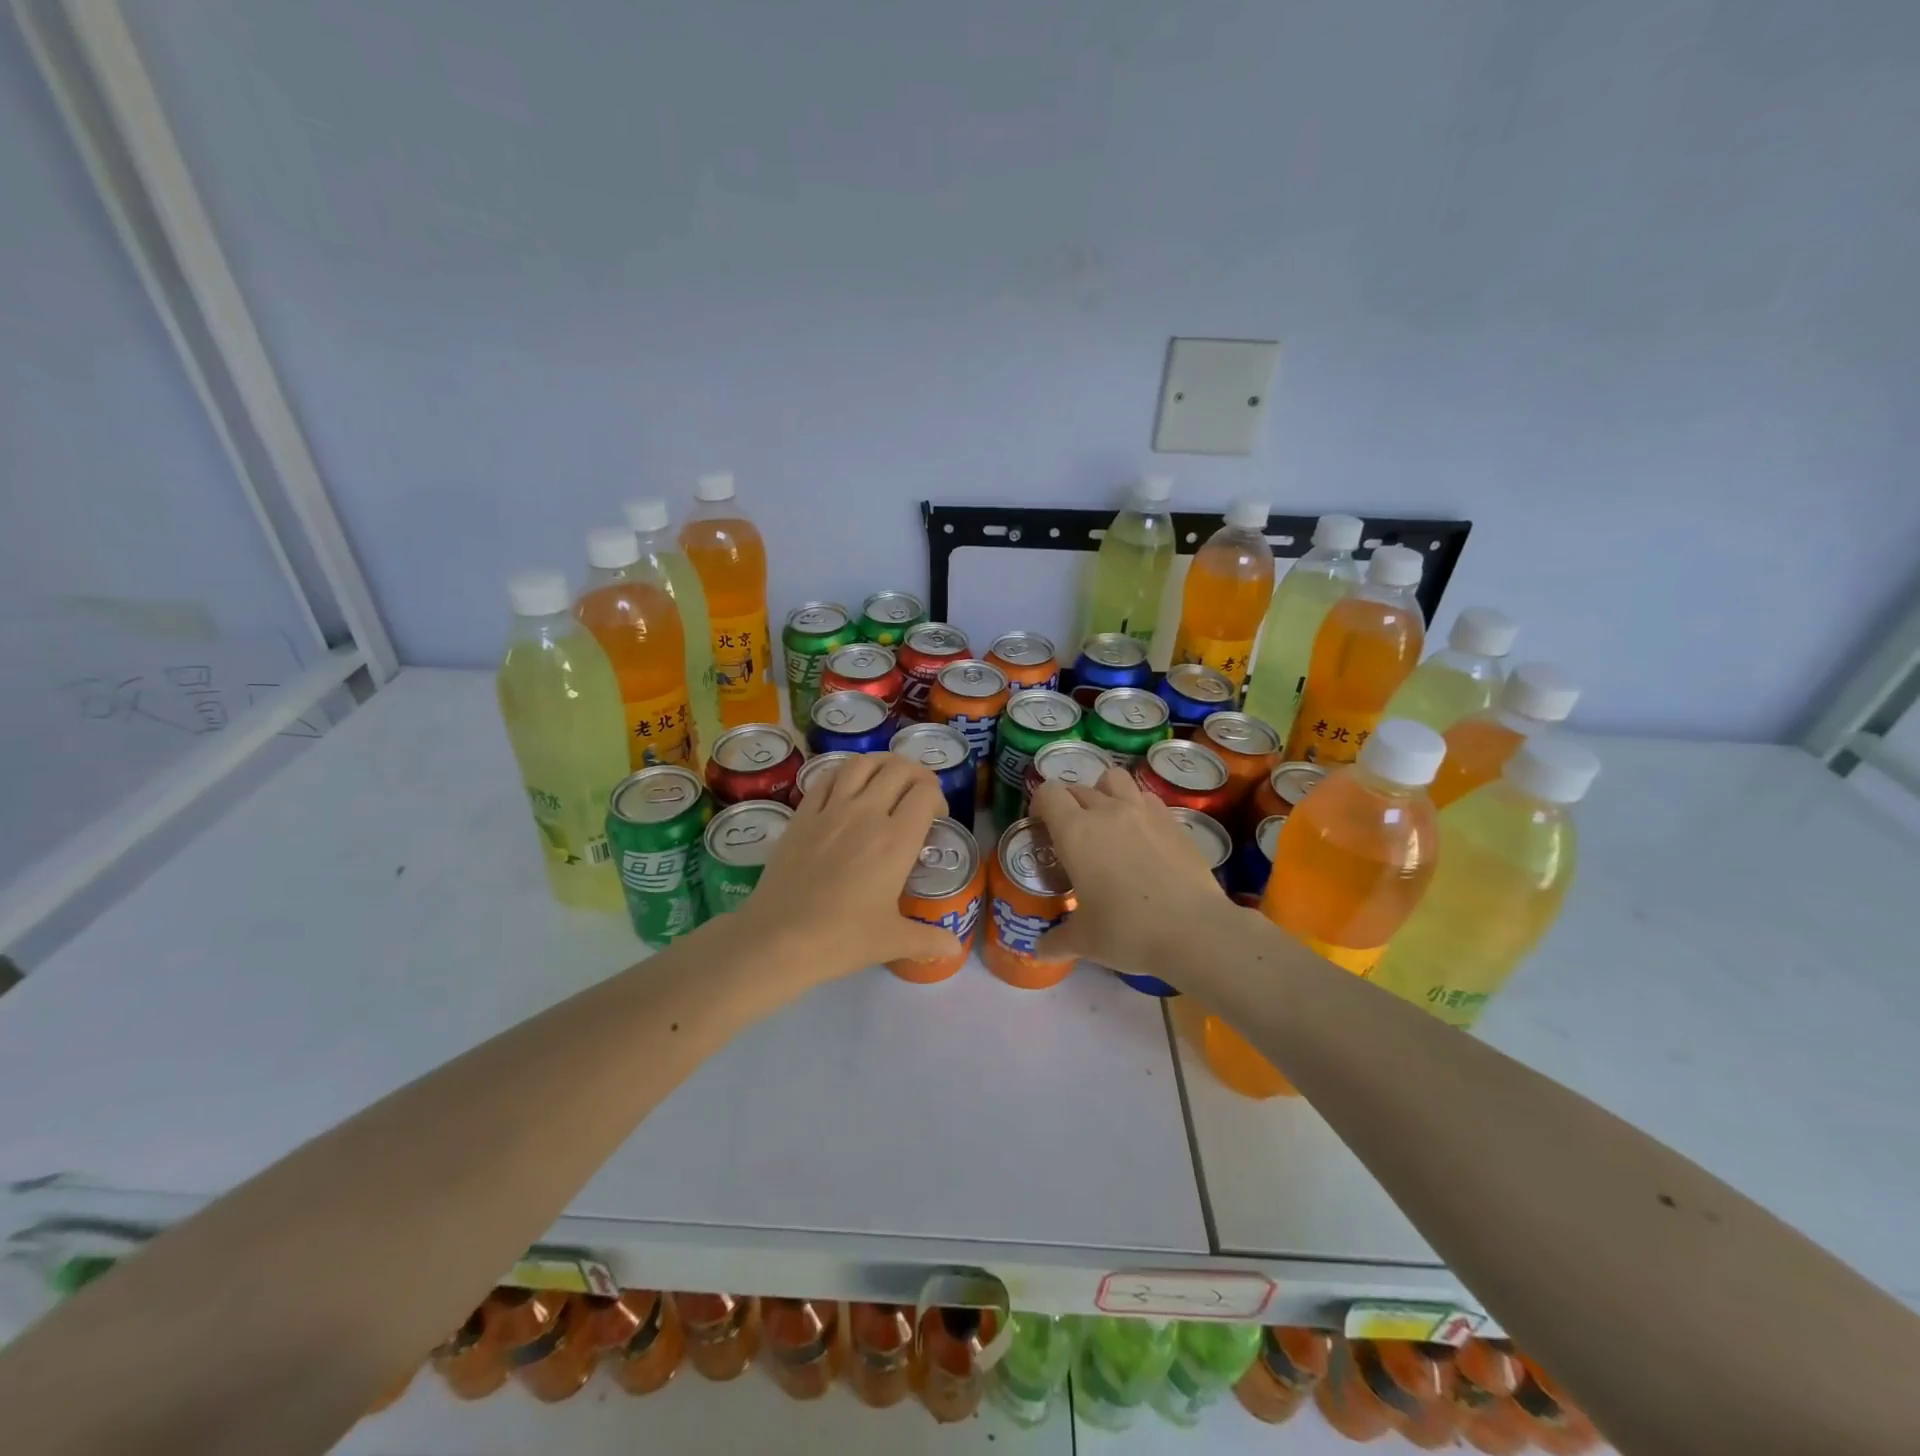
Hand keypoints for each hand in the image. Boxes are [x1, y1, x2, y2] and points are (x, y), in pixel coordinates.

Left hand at [737, 753, 962, 980]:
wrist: (779, 938)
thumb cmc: (841, 939)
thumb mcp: (892, 941)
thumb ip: (928, 940)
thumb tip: (955, 948)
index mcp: (896, 841)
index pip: (926, 794)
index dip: (938, 799)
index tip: (937, 818)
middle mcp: (866, 814)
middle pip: (899, 770)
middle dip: (917, 775)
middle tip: (919, 794)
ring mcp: (831, 810)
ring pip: (862, 763)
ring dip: (882, 764)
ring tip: (888, 778)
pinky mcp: (802, 814)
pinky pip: (827, 778)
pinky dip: (845, 773)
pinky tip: (848, 786)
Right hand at [1030, 767, 1235, 974]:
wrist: (1195, 930)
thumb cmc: (1128, 931)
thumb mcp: (1085, 941)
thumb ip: (1057, 940)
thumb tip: (1039, 950)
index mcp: (1075, 831)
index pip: (1048, 793)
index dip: (1040, 805)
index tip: (1042, 828)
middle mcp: (1107, 810)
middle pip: (1078, 788)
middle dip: (1069, 805)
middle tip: (1072, 838)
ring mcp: (1143, 811)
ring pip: (1114, 780)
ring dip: (1104, 793)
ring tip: (1107, 822)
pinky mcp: (1173, 820)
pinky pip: (1146, 798)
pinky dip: (1137, 806)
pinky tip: (1141, 835)